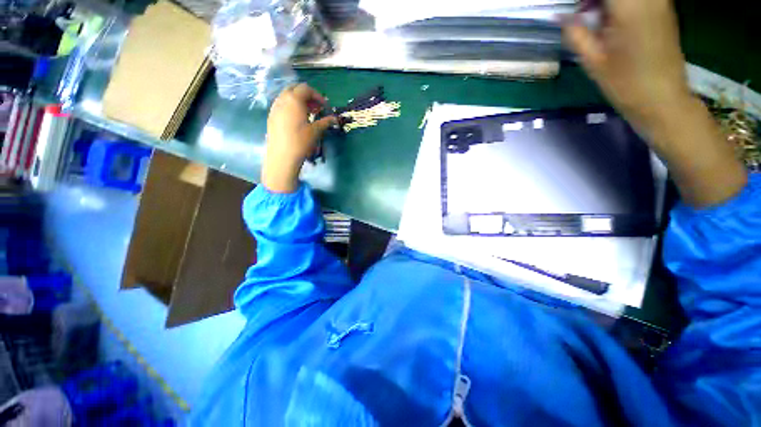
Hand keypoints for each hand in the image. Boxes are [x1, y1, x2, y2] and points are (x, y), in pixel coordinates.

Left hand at [262, 84, 336, 192]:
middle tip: (317, 108)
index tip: (325, 106)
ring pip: (287, 97)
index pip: (306, 89)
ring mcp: (275, 108)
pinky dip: (291, 107)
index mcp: (294, 100)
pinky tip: (297, 120)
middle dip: (307, 96)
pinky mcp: (271, 117)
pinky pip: (282, 105)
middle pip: (295, 89)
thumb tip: (335, 119)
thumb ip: (325, 122)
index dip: (317, 96)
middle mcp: (282, 100)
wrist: (282, 156)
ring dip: (299, 101)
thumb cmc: (301, 142)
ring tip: (308, 114)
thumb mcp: (316, 131)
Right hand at [563, 0, 690, 138]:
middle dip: (593, 1)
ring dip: (607, 3)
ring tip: (594, 17)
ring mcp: (659, 0)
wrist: (663, 98)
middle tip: (582, 13)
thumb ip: (575, 32)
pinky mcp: (663, 7)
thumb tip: (559, 15)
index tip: (575, 10)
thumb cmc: (625, 84)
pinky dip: (620, 5)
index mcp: (629, 6)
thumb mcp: (593, 60)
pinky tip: (611, 19)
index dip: (584, 1)